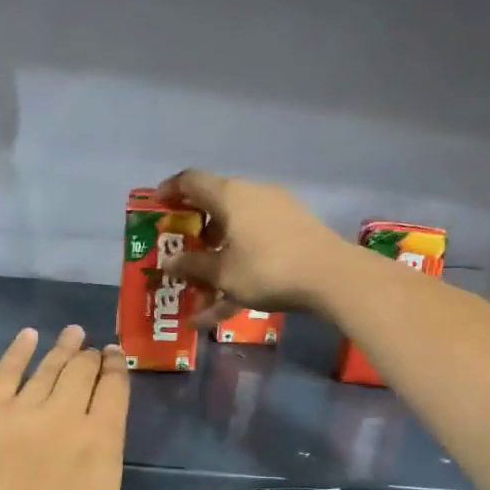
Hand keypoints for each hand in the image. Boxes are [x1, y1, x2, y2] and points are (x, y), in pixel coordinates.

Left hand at [0, 326, 235, 489]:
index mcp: (102, 438)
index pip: (114, 387)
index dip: (116, 367)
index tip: (115, 356)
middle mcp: (66, 413)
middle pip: (82, 370)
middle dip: (90, 356)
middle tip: (92, 348)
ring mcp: (23, 409)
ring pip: (48, 366)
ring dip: (63, 346)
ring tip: (72, 333)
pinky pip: (5, 370)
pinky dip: (18, 350)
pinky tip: (27, 336)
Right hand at [156, 170, 350, 315]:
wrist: (331, 277)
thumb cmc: (266, 268)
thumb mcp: (222, 273)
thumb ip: (193, 267)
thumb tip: (169, 262)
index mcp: (231, 196)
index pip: (192, 181)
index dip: (171, 190)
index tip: (158, 203)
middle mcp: (253, 196)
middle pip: (216, 207)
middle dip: (195, 232)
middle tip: (179, 251)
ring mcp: (277, 215)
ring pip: (236, 233)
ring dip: (216, 258)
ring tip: (200, 288)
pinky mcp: (294, 234)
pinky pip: (256, 248)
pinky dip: (239, 270)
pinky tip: (224, 308)